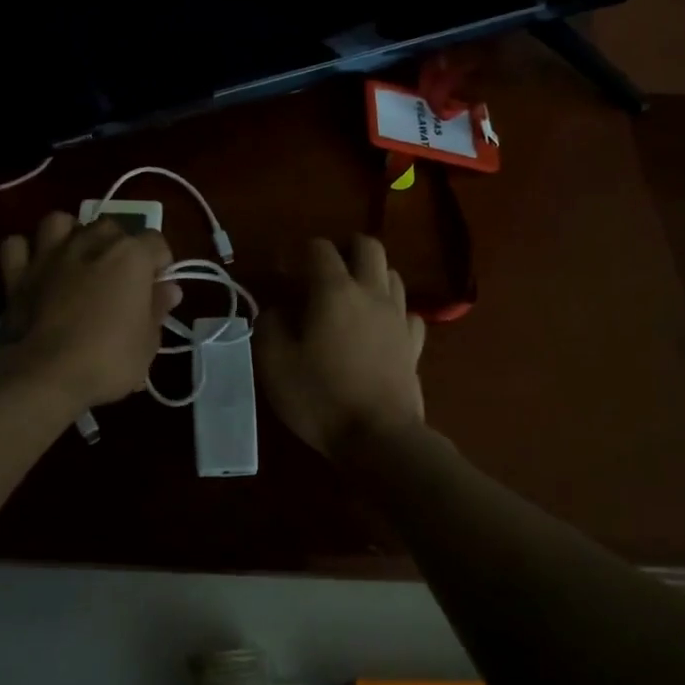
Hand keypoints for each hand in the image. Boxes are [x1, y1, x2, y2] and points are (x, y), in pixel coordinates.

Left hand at [0, 212, 180, 410]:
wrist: (45, 376)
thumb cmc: (108, 360)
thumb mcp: (148, 342)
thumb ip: (157, 308)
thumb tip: (169, 289)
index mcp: (129, 256)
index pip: (156, 242)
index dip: (160, 265)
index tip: (157, 290)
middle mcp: (90, 243)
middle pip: (110, 227)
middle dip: (118, 246)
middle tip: (119, 280)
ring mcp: (49, 254)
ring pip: (59, 222)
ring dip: (70, 234)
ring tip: (76, 260)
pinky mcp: (16, 273)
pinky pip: (16, 245)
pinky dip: (25, 252)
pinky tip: (35, 268)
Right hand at [256, 235, 426, 457]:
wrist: (378, 437)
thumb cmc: (320, 397)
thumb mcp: (274, 363)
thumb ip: (269, 326)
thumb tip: (277, 311)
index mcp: (335, 291)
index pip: (320, 248)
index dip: (298, 252)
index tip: (284, 271)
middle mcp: (371, 293)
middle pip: (369, 247)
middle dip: (346, 249)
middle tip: (325, 272)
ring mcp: (399, 317)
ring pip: (392, 275)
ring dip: (371, 276)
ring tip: (351, 299)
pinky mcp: (415, 344)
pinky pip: (408, 312)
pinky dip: (393, 312)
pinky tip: (379, 329)